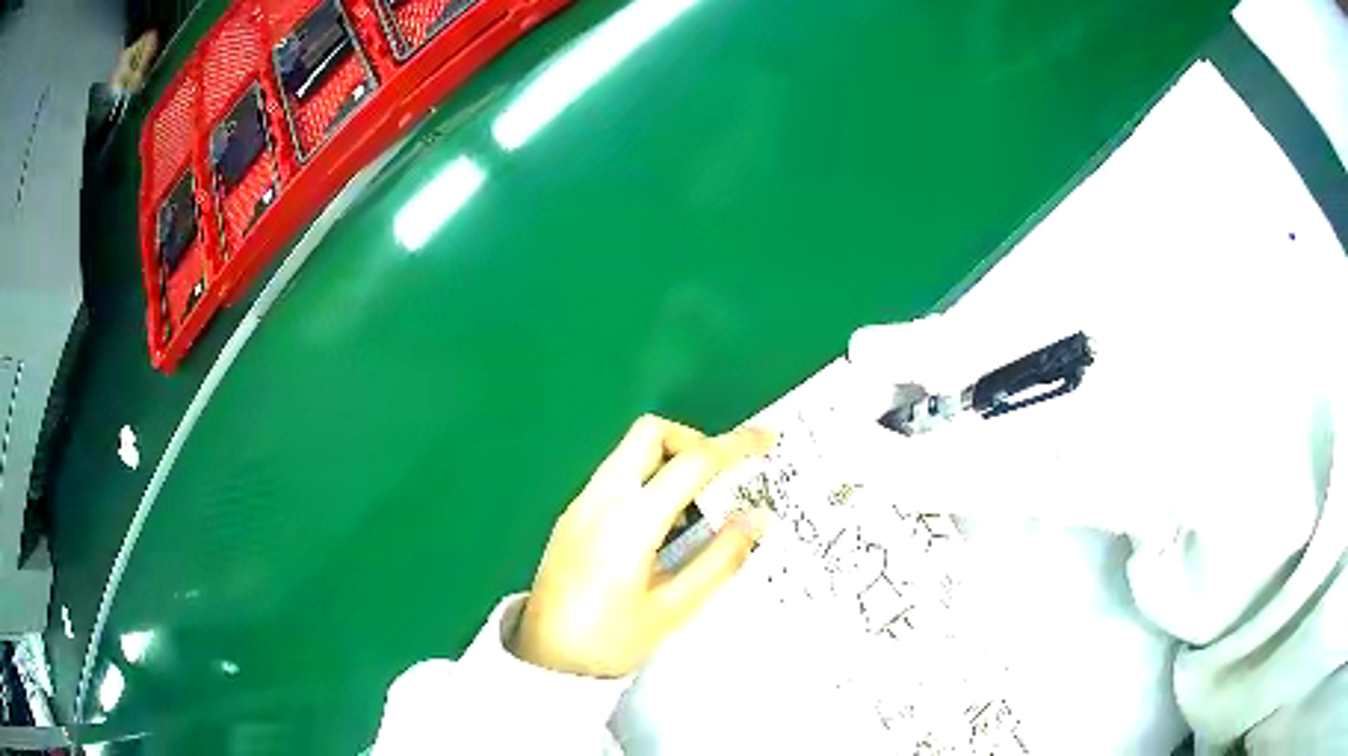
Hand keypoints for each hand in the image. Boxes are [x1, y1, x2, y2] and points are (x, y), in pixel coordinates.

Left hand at [512, 416, 774, 677]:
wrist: (545, 660)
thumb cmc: (611, 640)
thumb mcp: (673, 609)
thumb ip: (719, 559)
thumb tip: (757, 518)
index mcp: (630, 521)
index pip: (691, 463)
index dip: (734, 446)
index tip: (765, 438)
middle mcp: (601, 498)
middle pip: (649, 433)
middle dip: (693, 440)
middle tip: (721, 477)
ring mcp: (581, 504)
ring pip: (629, 452)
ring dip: (669, 460)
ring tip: (698, 506)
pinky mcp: (572, 516)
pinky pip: (615, 476)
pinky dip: (647, 479)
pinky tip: (662, 525)